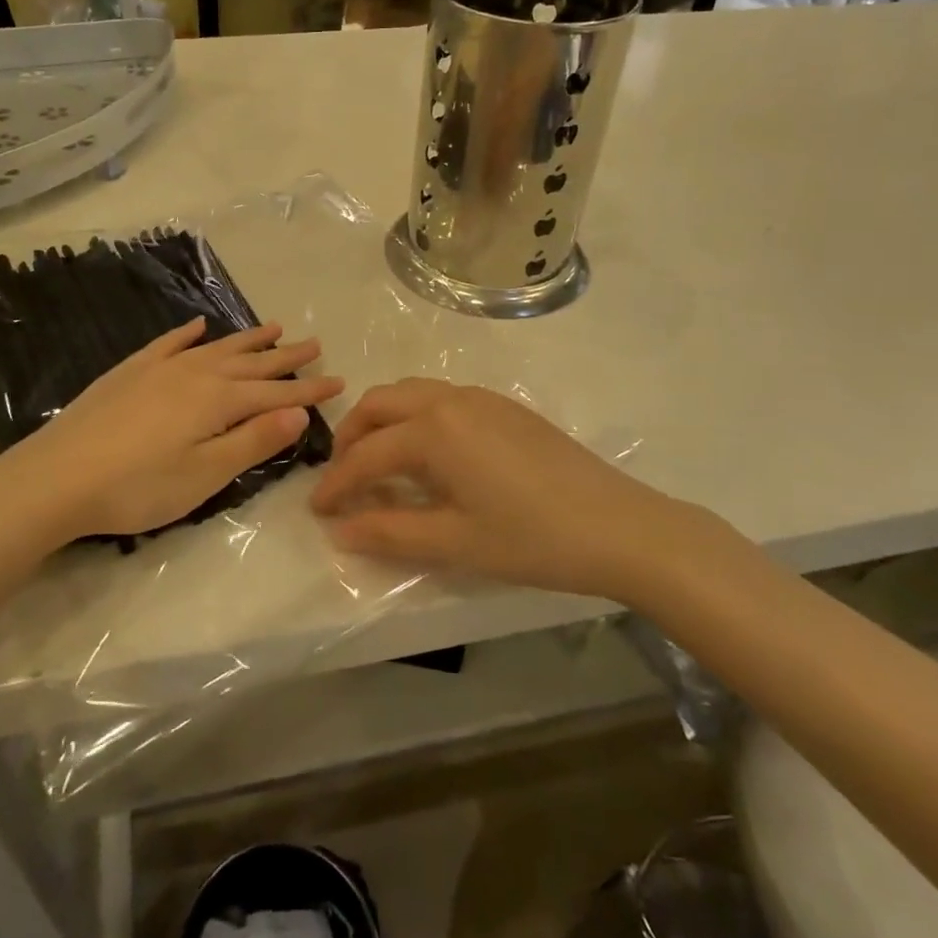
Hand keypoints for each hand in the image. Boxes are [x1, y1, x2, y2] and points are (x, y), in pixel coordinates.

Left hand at [0, 318, 343, 546]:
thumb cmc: (137, 487)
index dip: (308, 390)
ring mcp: (158, 369)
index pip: (275, 393)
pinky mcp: (129, 373)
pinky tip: (197, 326)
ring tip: (273, 327)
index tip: (339, 381)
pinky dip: (186, 334)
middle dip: (285, 357)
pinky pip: (167, 344)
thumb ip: (253, 441)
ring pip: (215, 348)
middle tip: (314, 344)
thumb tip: (297, 412)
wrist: (55, 477)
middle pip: (250, 363)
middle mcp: (194, 374)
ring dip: (246, 339)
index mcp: (217, 401)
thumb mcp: (205, 474)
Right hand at [309, 379, 713, 601]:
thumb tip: (340, 530)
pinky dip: (416, 419)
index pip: (366, 454)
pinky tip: (428, 457)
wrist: (620, 526)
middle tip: (344, 479)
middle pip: (380, 404)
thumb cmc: (532, 539)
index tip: (317, 510)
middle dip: (352, 437)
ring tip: (380, 465)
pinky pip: (442, 399)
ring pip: (411, 394)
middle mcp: (451, 399)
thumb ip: (389, 532)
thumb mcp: (454, 542)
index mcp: (434, 429)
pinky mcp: (505, 406)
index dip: (336, 484)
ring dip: (384, 423)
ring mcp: (482, 398)